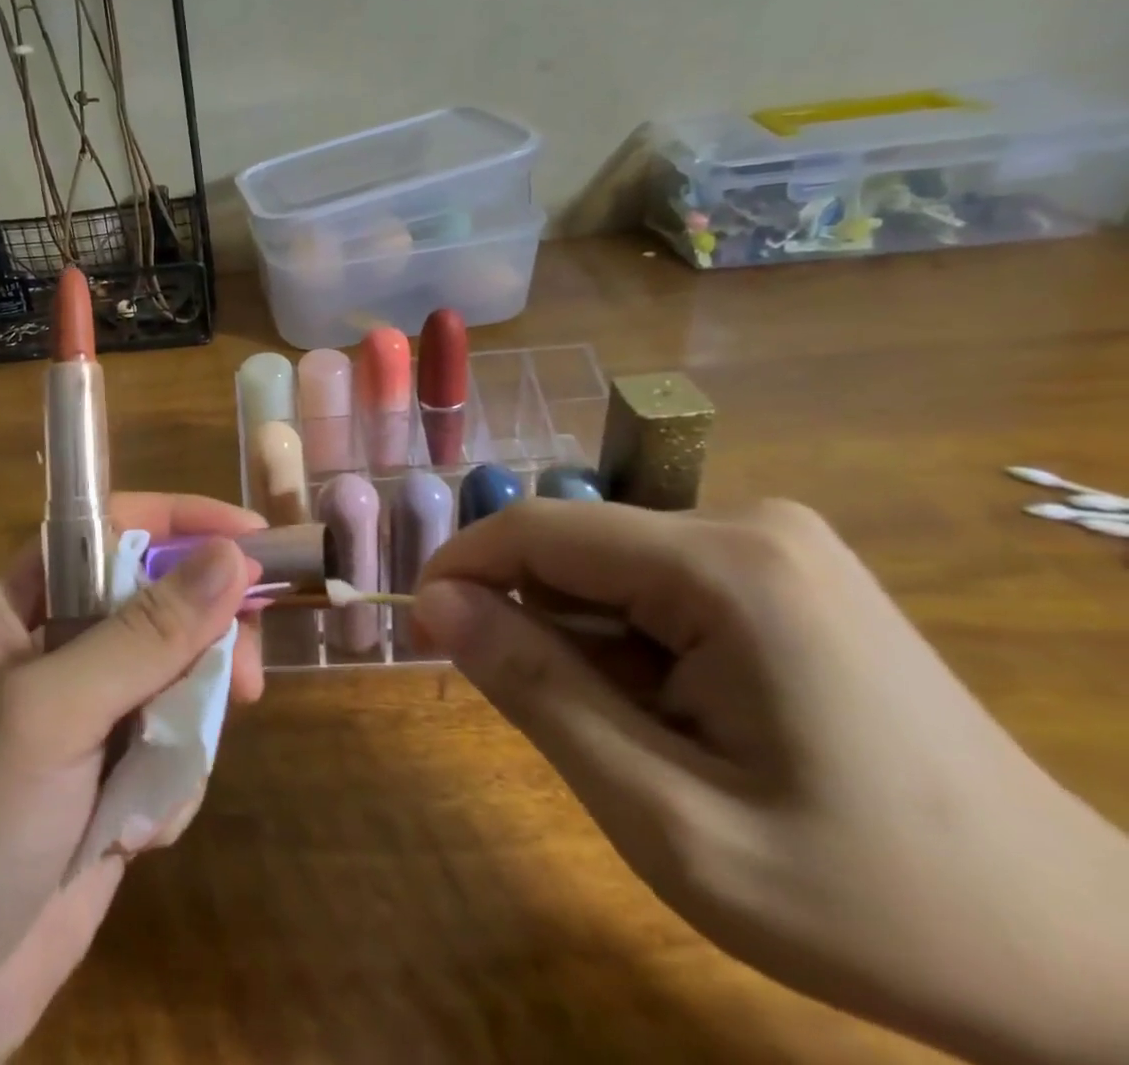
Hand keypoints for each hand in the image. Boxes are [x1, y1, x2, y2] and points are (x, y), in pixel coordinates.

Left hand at [0, 492, 265, 1064]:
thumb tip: (231, 559)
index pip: (110, 529)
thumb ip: (141, 637)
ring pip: (177, 680)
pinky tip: (138, 835)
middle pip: (158, 604)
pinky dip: (172, 785)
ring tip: (163, 783)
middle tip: (242, 678)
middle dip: (204, 639)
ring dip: (187, 727)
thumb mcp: (46, 716)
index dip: (182, 525)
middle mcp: (54, 651)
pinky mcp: (107, 784)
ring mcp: (84, 720)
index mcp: (19, 607)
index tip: (256, 542)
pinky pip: (173, 751)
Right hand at [413, 499, 1128, 1064]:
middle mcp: (747, 520)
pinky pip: (657, 579)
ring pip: (610, 565)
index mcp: (725, 565)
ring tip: (643, 737)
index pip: (538, 528)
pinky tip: (685, 712)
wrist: (1088, 961)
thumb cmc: (870, 904)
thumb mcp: (668, 819)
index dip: (460, 568)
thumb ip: (537, 694)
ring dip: (588, 640)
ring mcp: (774, 540)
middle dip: (535, 623)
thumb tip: (434, 604)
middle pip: (576, 546)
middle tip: (556, 727)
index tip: (419, 633)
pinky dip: (633, 639)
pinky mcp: (784, 567)